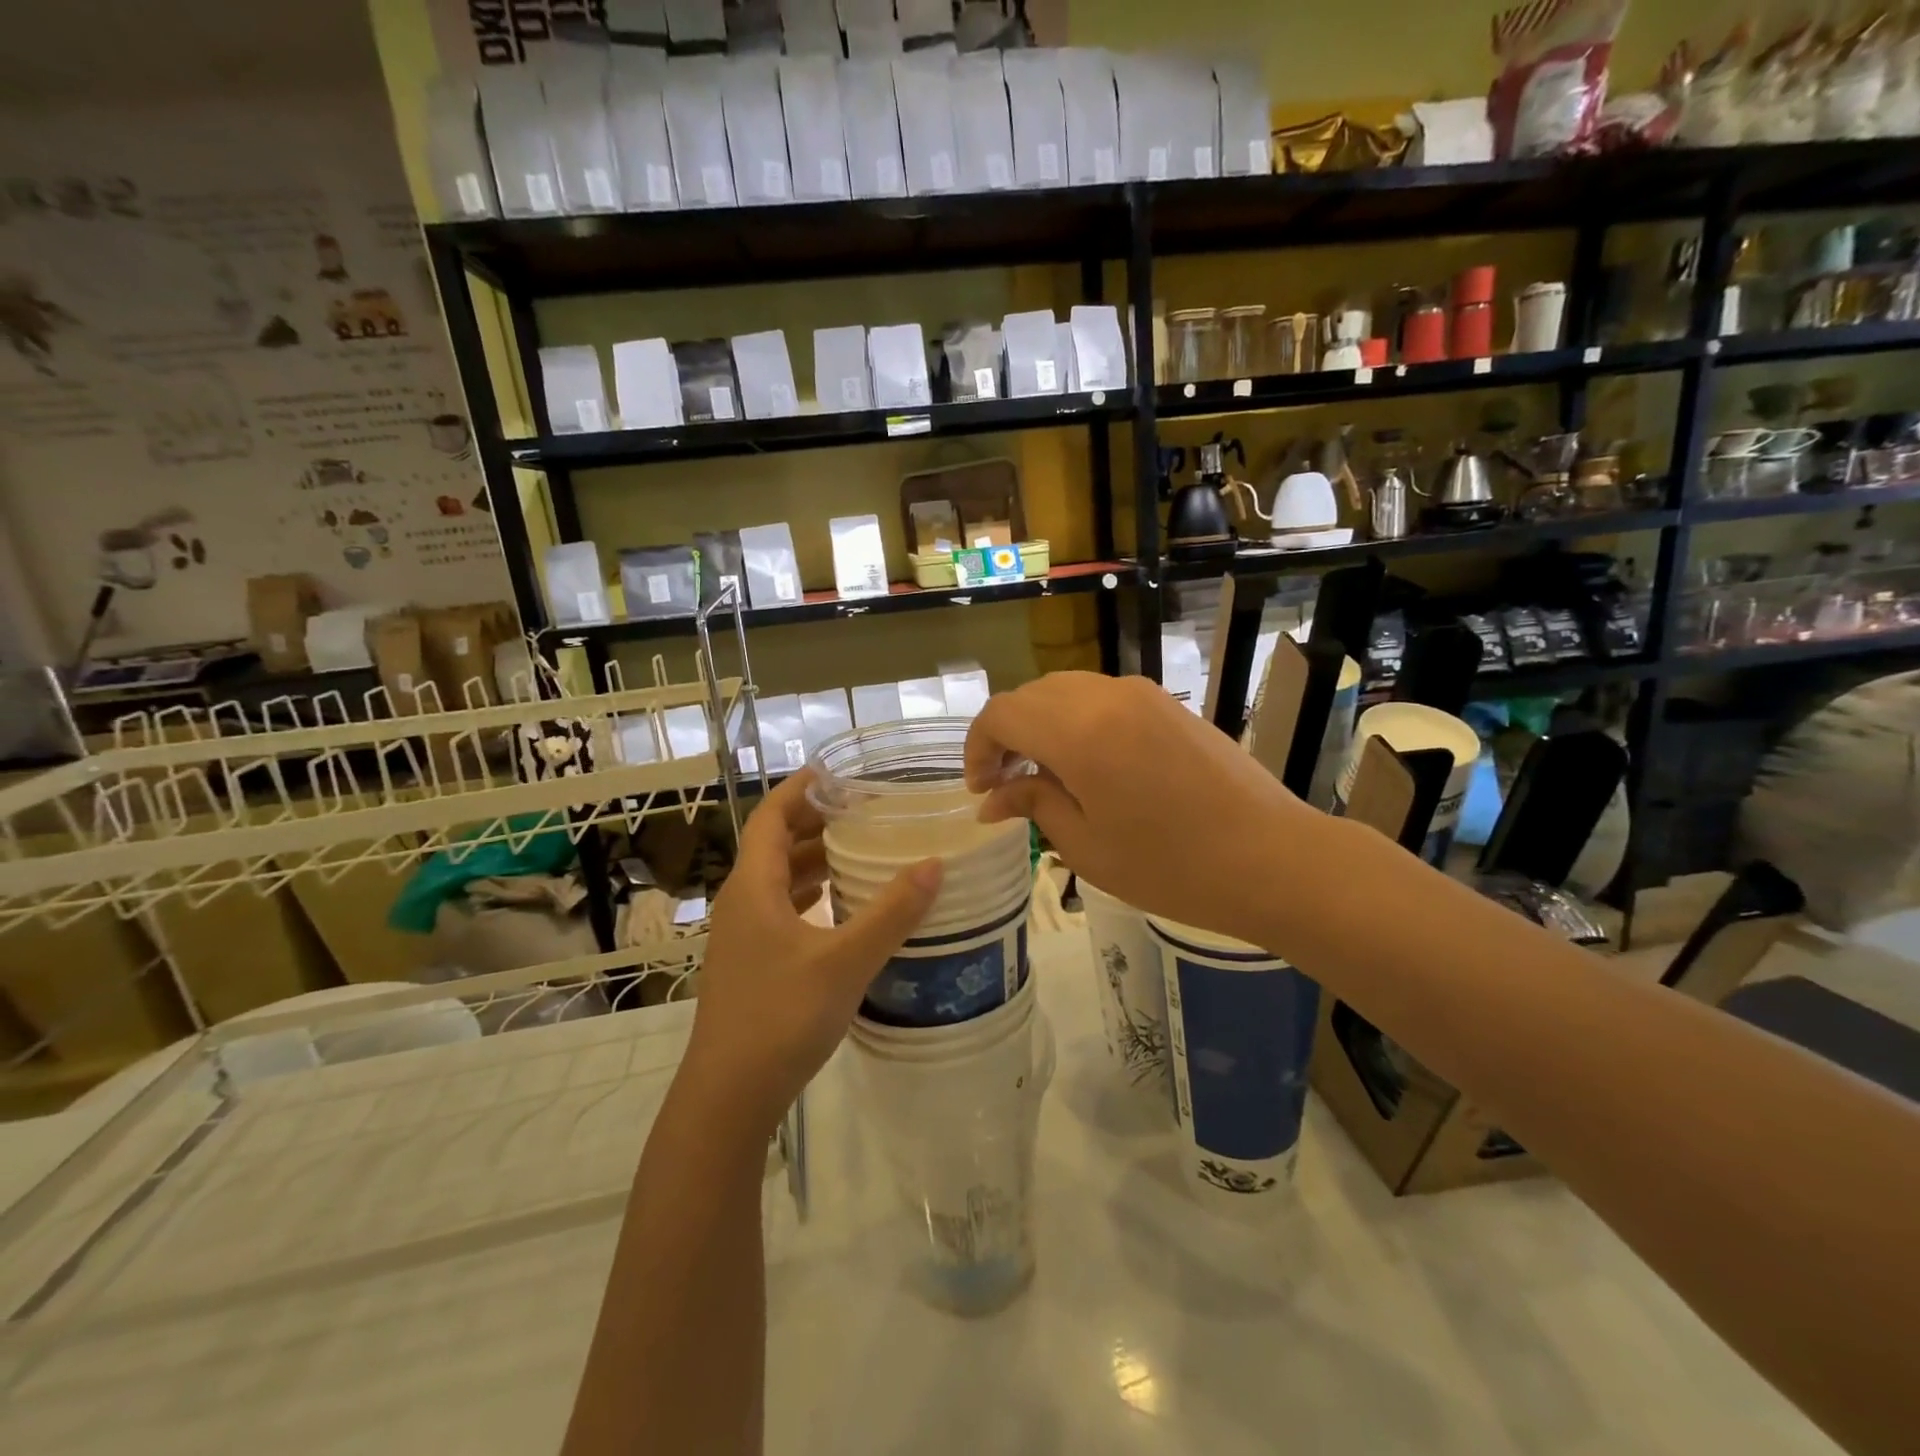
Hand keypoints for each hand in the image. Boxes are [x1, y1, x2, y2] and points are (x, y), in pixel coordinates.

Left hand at [682, 771, 942, 1135]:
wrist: (728, 1096)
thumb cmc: (781, 1016)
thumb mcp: (845, 961)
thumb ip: (891, 912)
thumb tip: (934, 864)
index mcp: (753, 887)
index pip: (770, 817)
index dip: (799, 789)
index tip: (836, 772)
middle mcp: (742, 903)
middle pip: (775, 844)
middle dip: (816, 822)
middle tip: (864, 810)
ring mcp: (743, 936)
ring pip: (778, 880)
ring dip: (814, 860)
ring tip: (861, 850)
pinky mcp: (751, 963)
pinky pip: (781, 910)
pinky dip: (811, 895)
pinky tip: (842, 906)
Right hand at [965, 672, 1315, 944]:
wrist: (1272, 858)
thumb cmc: (1171, 867)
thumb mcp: (1087, 846)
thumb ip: (1034, 804)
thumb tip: (992, 798)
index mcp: (1079, 732)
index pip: (1002, 714)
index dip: (979, 748)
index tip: (981, 789)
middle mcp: (1106, 696)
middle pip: (1032, 695)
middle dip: (1007, 734)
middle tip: (1006, 784)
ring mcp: (1142, 694)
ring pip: (1067, 691)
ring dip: (1042, 724)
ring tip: (1046, 775)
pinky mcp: (1168, 704)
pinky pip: (1103, 697)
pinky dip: (1077, 720)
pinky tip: (1090, 764)